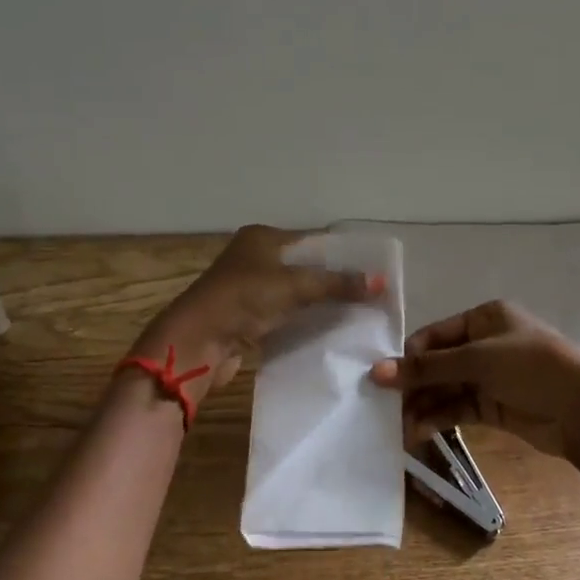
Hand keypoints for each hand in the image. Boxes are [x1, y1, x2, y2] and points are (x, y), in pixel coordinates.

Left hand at [134, 225, 383, 395]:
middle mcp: (254, 258)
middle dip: (333, 281)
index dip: (341, 254)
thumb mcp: (294, 285)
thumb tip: (382, 282)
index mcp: (261, 238)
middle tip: (370, 294)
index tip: (372, 270)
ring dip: (319, 303)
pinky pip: (284, 315)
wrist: (197, 341)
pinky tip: (328, 330)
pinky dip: (303, 321)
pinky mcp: (246, 318)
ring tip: (357, 313)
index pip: (311, 240)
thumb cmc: (244, 299)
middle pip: (304, 267)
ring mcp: (248, 289)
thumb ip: (337, 283)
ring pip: (294, 293)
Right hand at [370, 300, 579, 463]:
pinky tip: (416, 432)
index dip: (408, 356)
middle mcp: (485, 344)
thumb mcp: (479, 360)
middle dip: (412, 385)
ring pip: (445, 389)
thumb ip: (428, 367)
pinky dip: (438, 418)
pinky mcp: (494, 406)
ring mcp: (490, 377)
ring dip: (422, 405)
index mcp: (484, 318)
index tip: (381, 379)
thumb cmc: (533, 368)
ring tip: (396, 427)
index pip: (435, 335)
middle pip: (438, 363)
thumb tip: (376, 371)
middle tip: (382, 408)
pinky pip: (457, 409)